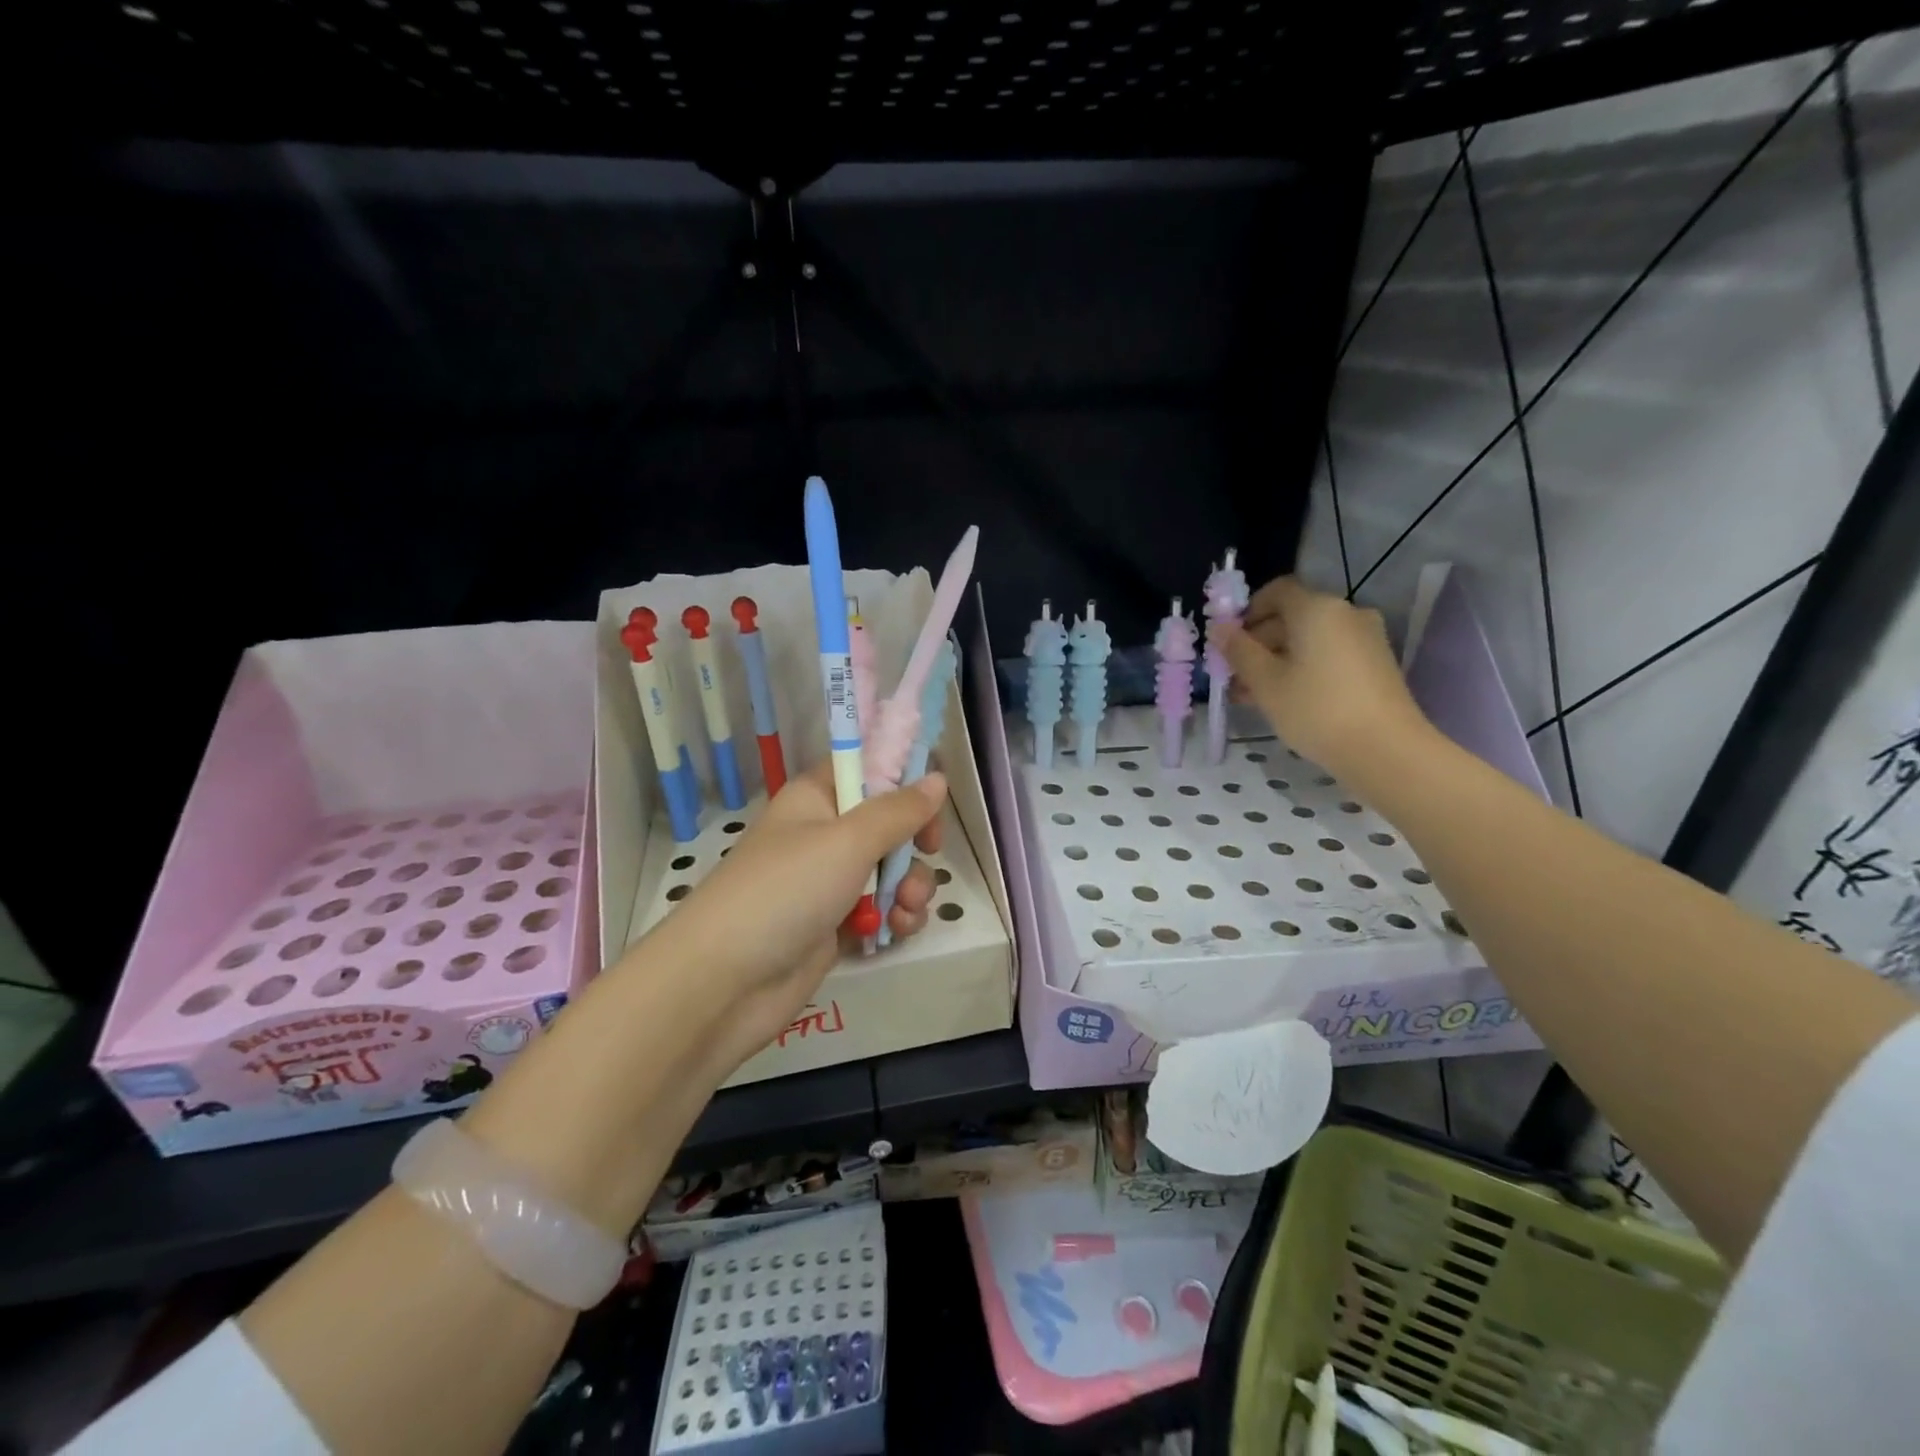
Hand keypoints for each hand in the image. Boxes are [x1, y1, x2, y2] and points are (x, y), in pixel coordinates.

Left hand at [643, 763, 946, 1073]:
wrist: (725, 982)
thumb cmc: (786, 891)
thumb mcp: (848, 841)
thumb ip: (898, 811)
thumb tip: (937, 778)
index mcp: (816, 797)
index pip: (867, 767)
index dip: (903, 776)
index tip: (935, 795)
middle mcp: (824, 833)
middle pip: (888, 821)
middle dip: (915, 841)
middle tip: (929, 851)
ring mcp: (830, 881)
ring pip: (892, 868)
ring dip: (911, 885)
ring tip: (905, 907)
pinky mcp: (835, 924)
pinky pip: (881, 907)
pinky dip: (896, 915)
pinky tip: (898, 928)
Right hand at [1213, 576, 1431, 779]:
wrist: (1385, 750)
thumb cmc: (1315, 709)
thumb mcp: (1265, 682)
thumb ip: (1239, 651)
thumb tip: (1219, 628)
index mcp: (1317, 608)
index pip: (1276, 591)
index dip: (1248, 611)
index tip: (1229, 641)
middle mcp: (1345, 613)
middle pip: (1292, 616)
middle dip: (1259, 643)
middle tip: (1234, 676)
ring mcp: (1365, 638)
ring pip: (1309, 640)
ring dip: (1278, 660)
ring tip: (1252, 695)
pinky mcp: (1375, 664)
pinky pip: (1329, 655)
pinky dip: (1304, 668)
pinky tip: (1285, 700)